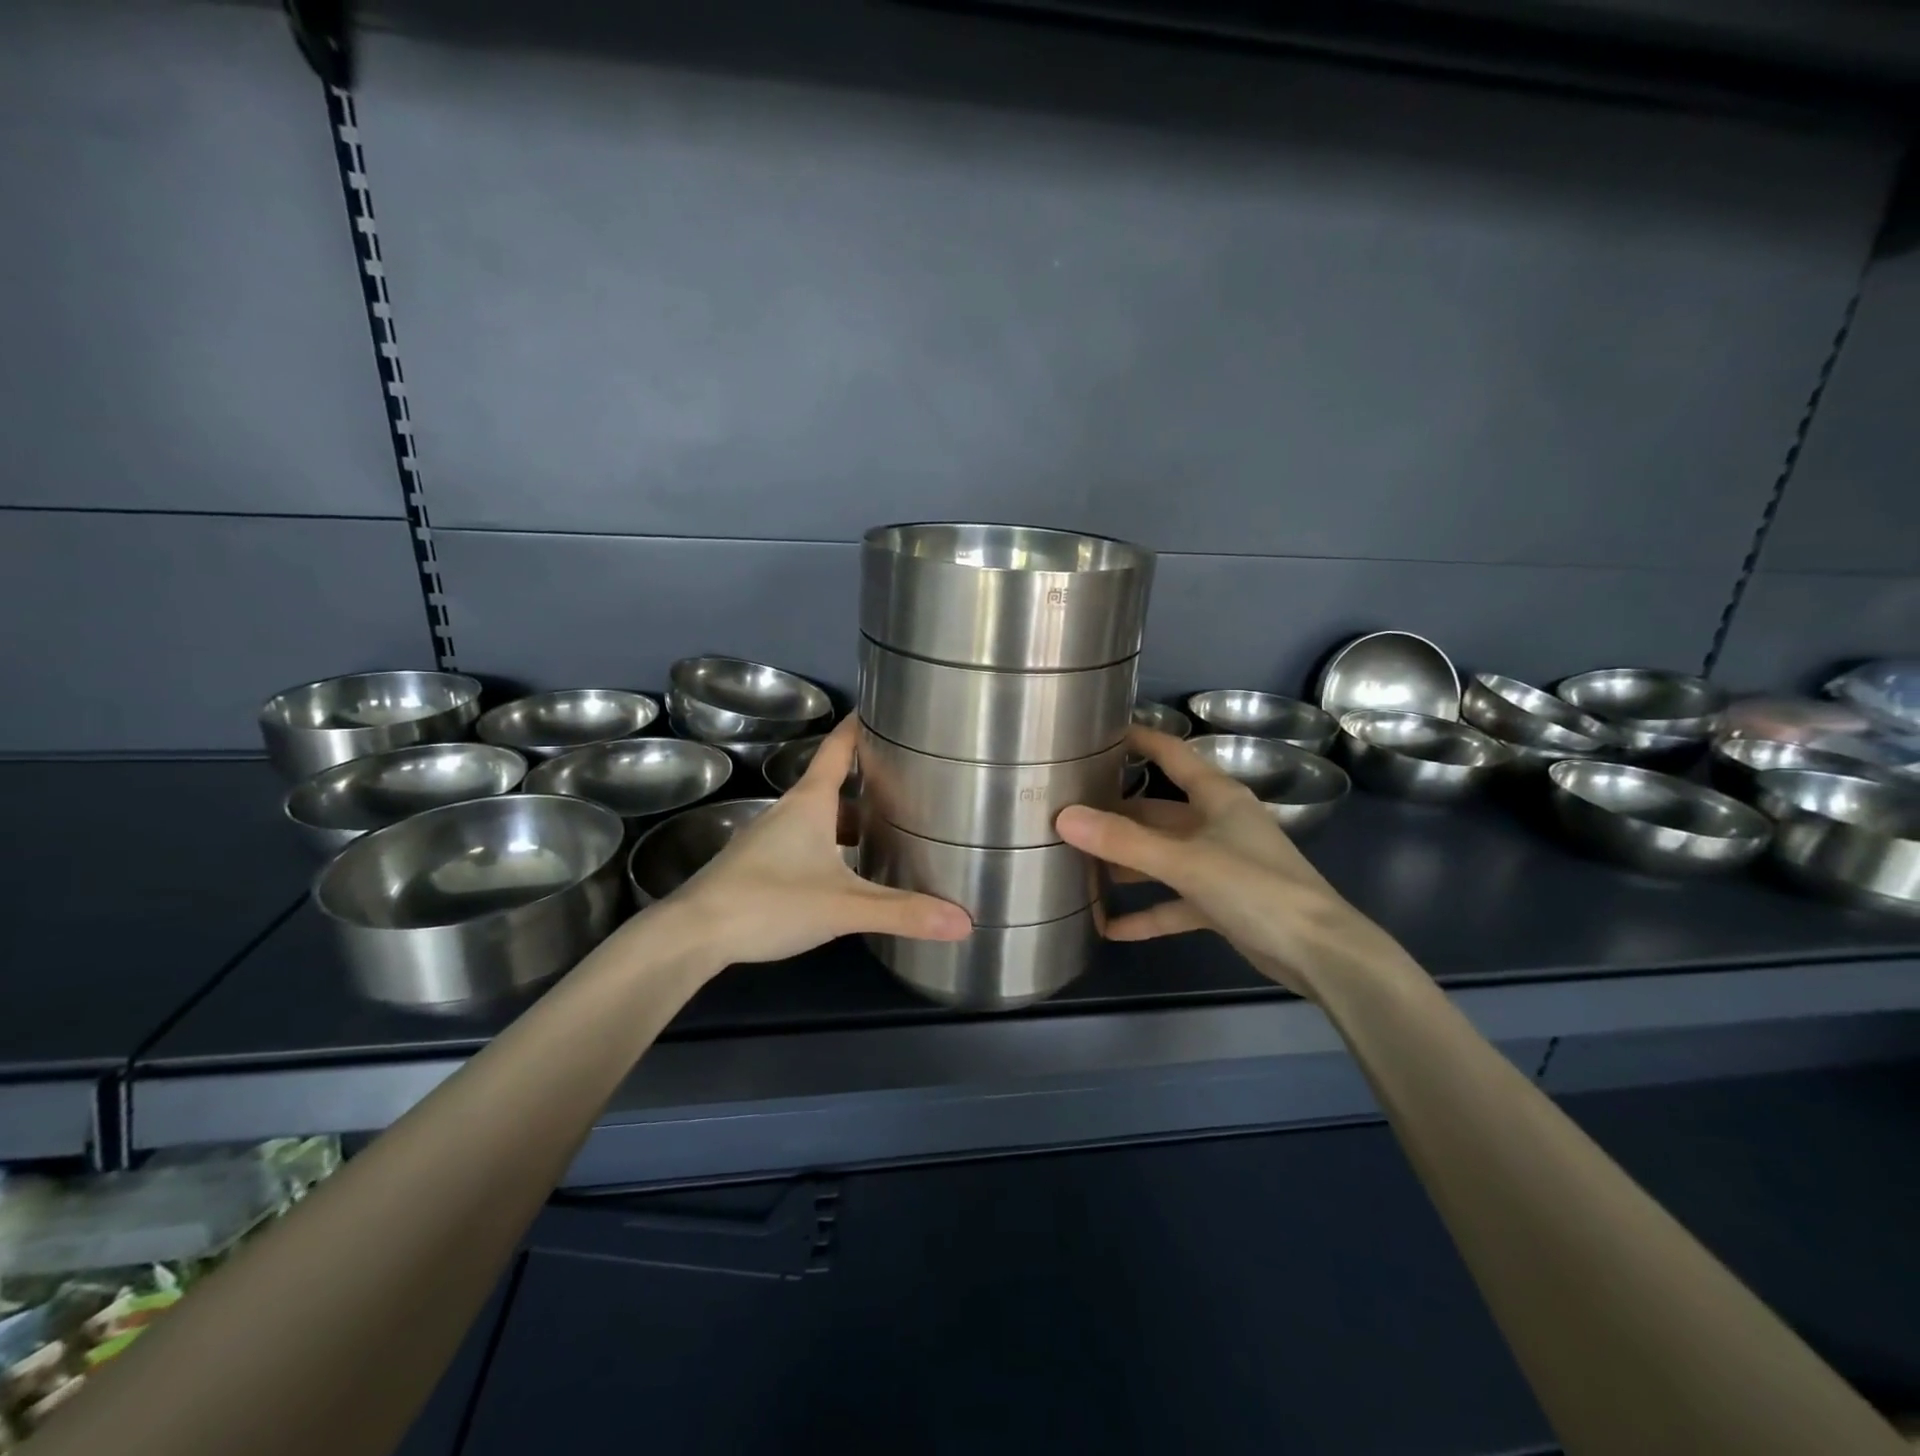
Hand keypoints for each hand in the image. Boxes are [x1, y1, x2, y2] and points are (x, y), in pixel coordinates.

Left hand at [662, 717, 971, 965]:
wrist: (692, 935)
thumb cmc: (769, 901)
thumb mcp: (843, 906)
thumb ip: (902, 912)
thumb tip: (964, 921)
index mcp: (810, 802)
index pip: (839, 748)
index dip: (861, 725)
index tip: (889, 709)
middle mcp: (790, 812)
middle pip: (835, 784)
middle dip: (871, 779)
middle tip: (913, 781)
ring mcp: (771, 840)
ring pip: (822, 818)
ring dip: (853, 818)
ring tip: (892, 828)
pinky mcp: (762, 867)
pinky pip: (809, 843)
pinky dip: (835, 847)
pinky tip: (851, 872)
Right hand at [1055, 728, 1414, 997]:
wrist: (1319, 954)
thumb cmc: (1256, 888)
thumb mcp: (1185, 861)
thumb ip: (1124, 841)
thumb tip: (1064, 817)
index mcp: (1217, 797)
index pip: (1171, 754)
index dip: (1139, 740)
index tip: (1097, 733)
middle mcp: (1217, 824)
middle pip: (1157, 811)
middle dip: (1116, 814)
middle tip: (1068, 812)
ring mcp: (1220, 865)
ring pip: (1162, 857)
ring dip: (1126, 864)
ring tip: (1077, 865)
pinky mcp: (1221, 903)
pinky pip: (1174, 902)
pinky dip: (1146, 912)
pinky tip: (1109, 927)